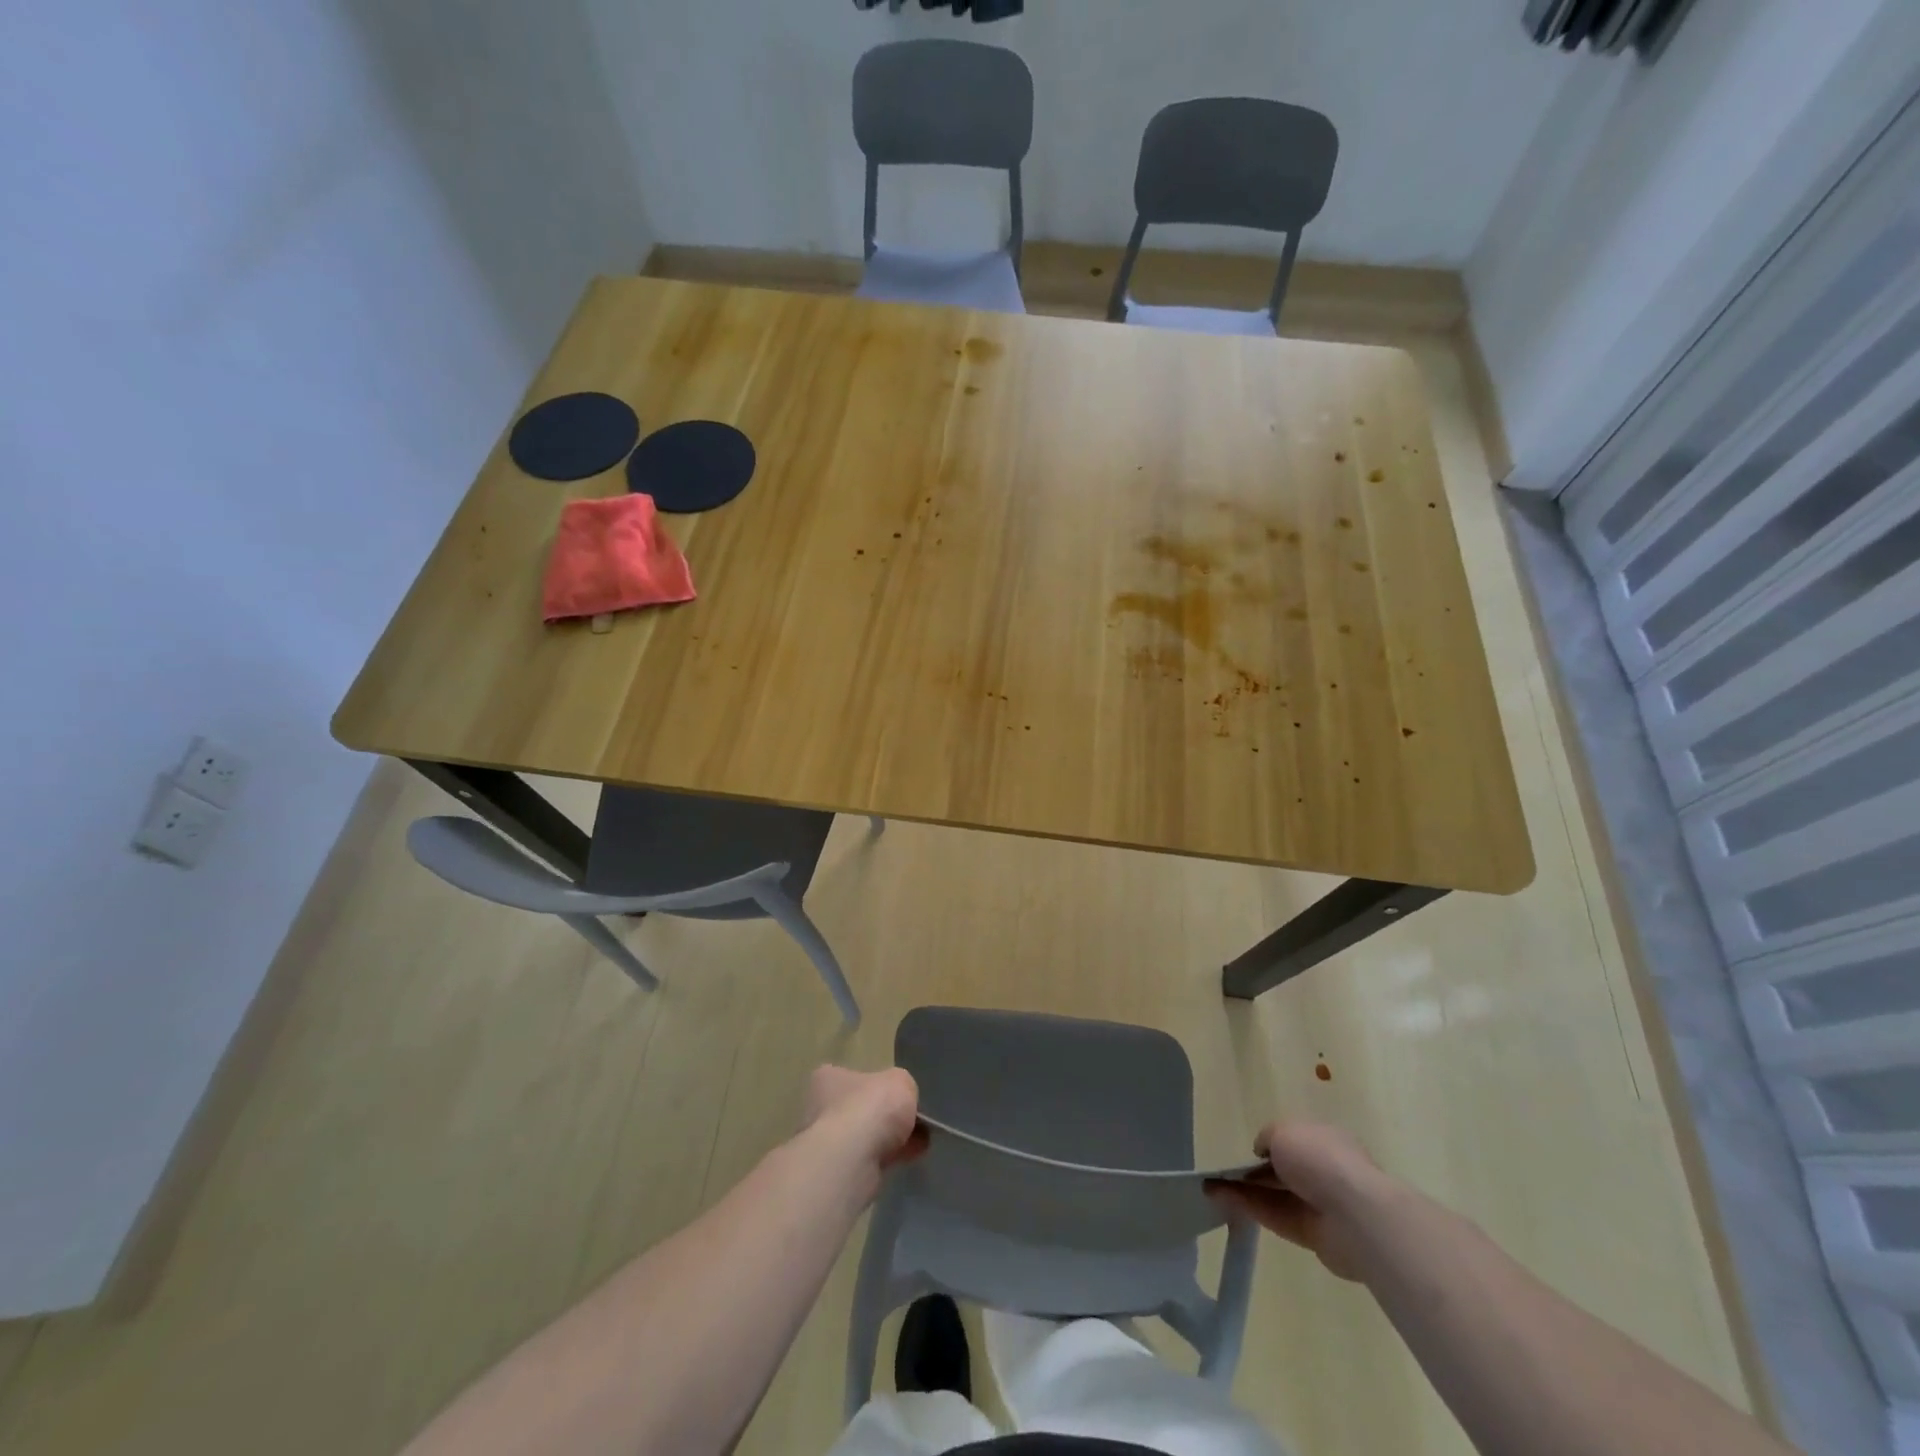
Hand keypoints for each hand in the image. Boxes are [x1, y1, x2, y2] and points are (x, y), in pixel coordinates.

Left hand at [802, 1066, 924, 1180]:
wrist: (853, 1160)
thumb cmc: (871, 1107)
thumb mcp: (900, 1081)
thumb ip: (903, 1087)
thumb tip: (903, 1101)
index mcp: (829, 1079)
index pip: (853, 1077)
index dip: (878, 1085)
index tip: (898, 1096)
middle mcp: (821, 1108)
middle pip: (860, 1109)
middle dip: (886, 1117)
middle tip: (914, 1121)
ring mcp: (827, 1143)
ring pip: (864, 1137)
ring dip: (890, 1140)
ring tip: (920, 1141)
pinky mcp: (837, 1172)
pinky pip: (869, 1160)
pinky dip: (888, 1158)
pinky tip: (910, 1157)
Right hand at [1212, 1121, 1391, 1281]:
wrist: (1355, 1216)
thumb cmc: (1319, 1159)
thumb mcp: (1283, 1132)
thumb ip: (1267, 1138)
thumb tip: (1263, 1152)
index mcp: (1325, 1139)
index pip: (1293, 1141)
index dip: (1268, 1145)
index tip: (1247, 1152)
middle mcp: (1325, 1171)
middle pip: (1283, 1171)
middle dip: (1252, 1171)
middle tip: (1221, 1173)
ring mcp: (1321, 1204)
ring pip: (1275, 1195)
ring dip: (1244, 1191)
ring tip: (1211, 1188)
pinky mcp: (1314, 1235)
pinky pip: (1277, 1217)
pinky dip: (1250, 1208)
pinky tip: (1224, 1201)